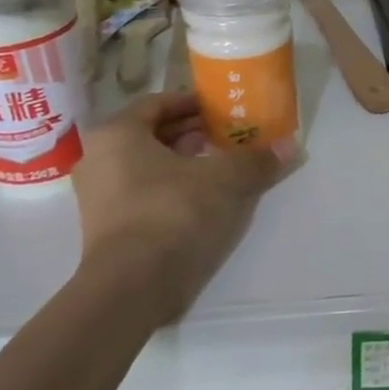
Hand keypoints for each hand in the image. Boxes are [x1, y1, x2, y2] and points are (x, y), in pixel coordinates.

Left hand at [71, 92, 297, 324]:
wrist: (132, 286)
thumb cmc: (173, 212)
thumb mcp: (225, 179)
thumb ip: (256, 159)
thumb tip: (291, 146)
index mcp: (117, 133)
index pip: (158, 103)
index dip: (193, 103)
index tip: (222, 109)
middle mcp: (98, 158)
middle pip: (151, 134)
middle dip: (191, 132)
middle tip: (227, 135)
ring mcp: (97, 196)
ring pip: (146, 164)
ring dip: (183, 161)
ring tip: (220, 165)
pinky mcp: (106, 227)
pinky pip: (142, 192)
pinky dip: (170, 187)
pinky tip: (203, 197)